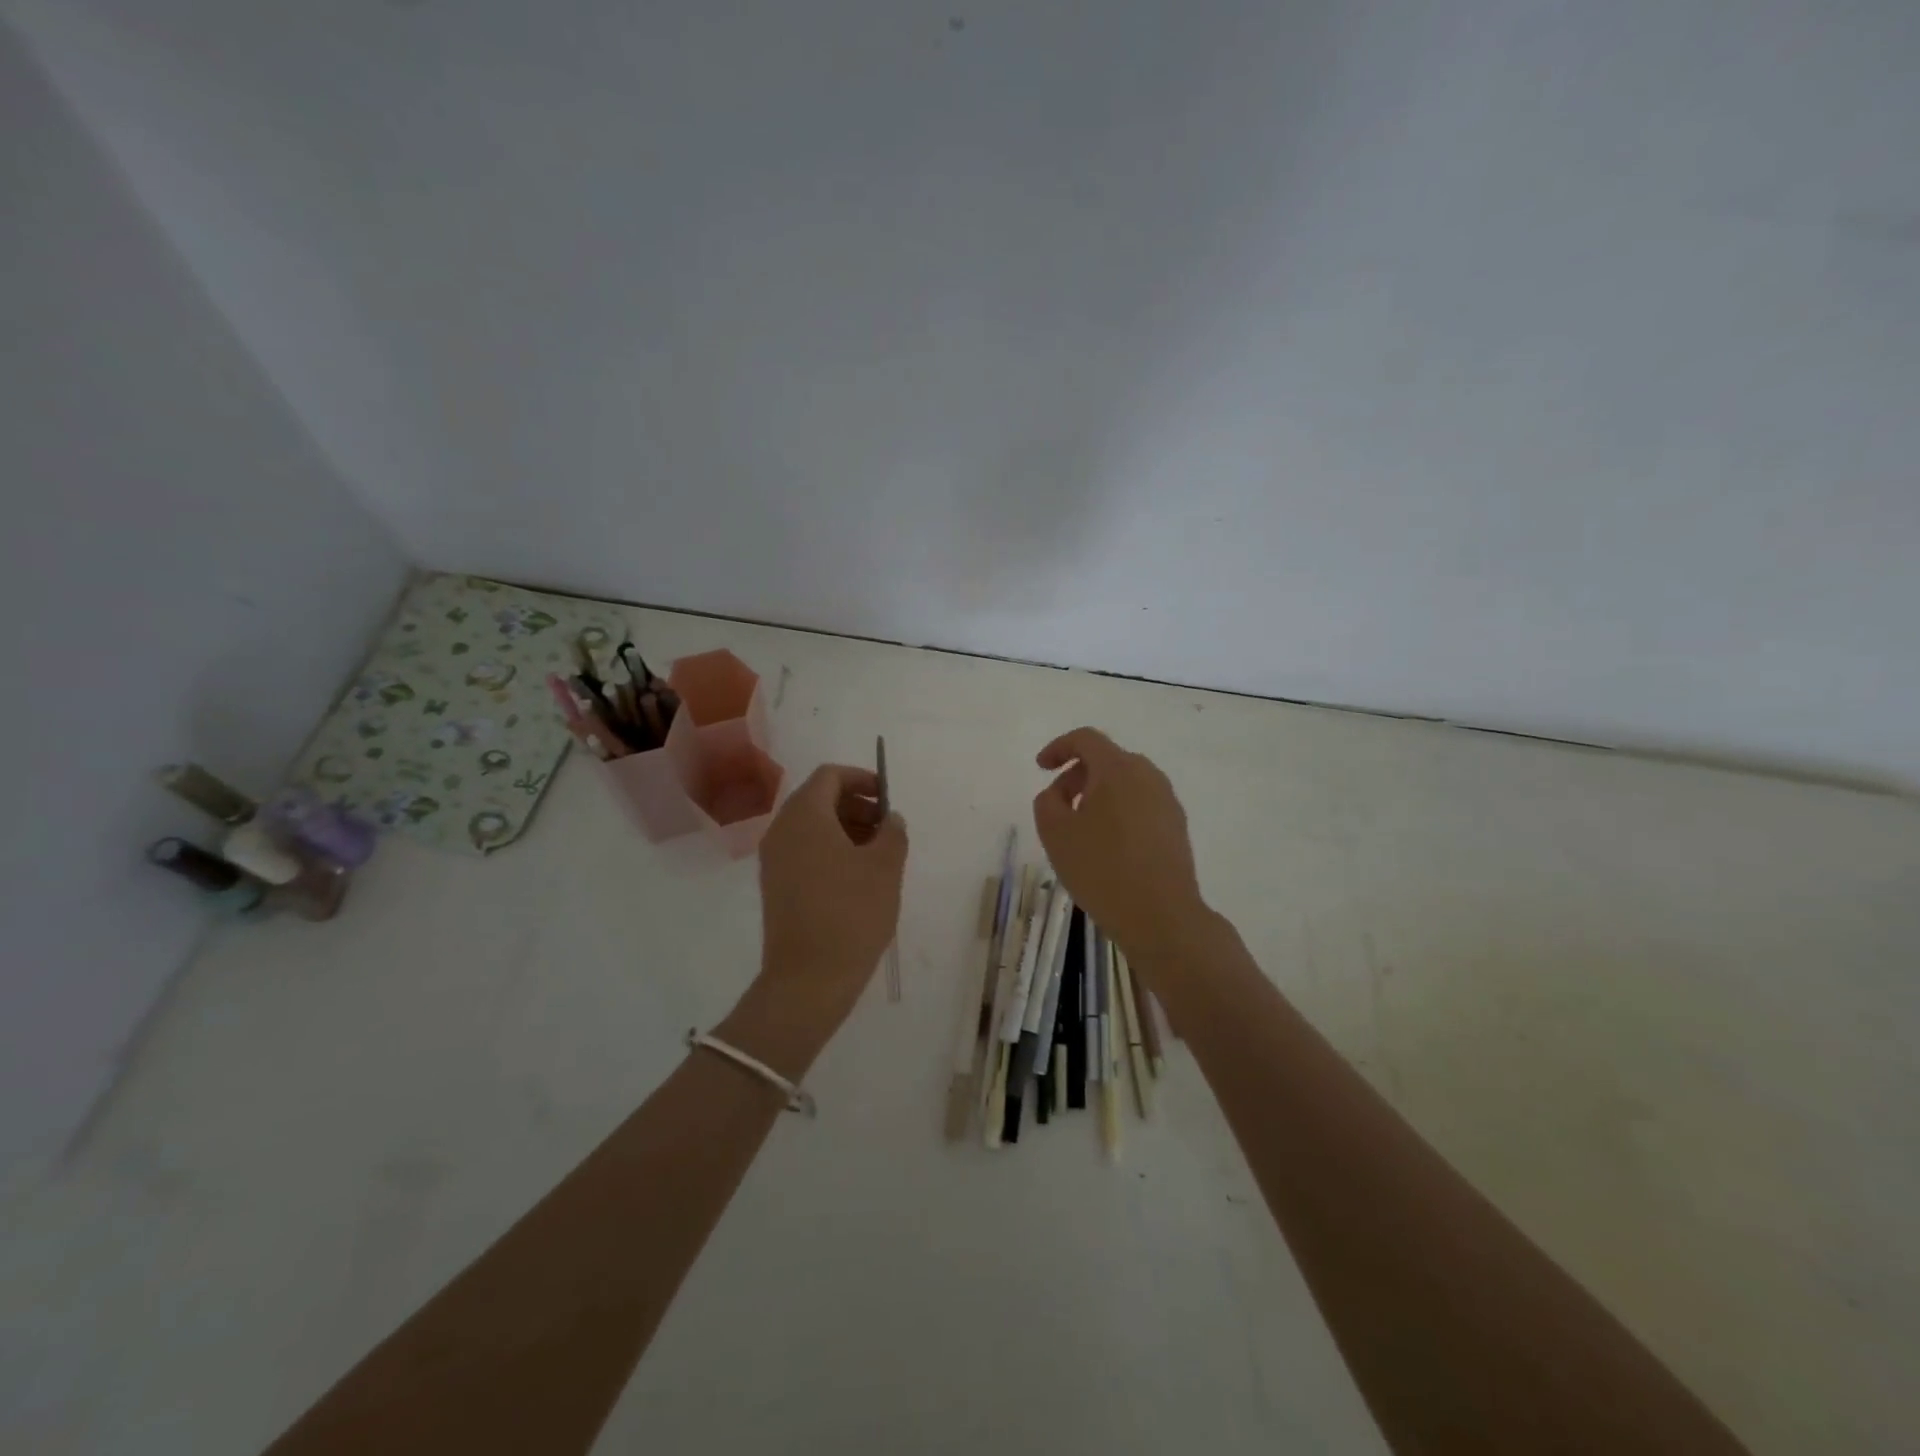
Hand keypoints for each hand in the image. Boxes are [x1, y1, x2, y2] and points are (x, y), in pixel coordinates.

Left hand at [728, 764, 907, 1075]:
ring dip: (846, 829)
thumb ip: (893, 832)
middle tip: (887, 830)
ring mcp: (774, 859)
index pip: (830, 776)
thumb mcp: (885, 868)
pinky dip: (830, 850)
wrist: (807, 980)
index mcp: (805, 816)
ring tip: (878, 856)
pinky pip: (804, 851)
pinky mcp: (775, 885)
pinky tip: (857, 878)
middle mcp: (782, 830)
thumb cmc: (851, 914)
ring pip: (811, 826)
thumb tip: (890, 818)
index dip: (862, 779)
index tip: (888, 800)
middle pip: (819, 799)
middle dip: (856, 805)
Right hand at [1032, 728, 1205, 961]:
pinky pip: (1141, 804)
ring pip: (1126, 783)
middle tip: (1058, 805)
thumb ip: (1047, 801)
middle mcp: (1148, 776)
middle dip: (1077, 775)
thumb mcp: (1055, 833)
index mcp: (1118, 769)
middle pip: (1107, 760)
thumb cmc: (1101, 868)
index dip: (1058, 748)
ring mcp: (1167, 801)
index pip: (1086, 739)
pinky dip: (1119, 812)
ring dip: (1098, 795)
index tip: (1041, 767)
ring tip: (1080, 828)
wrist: (1161, 915)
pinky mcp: (1177, 826)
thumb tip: (1059, 793)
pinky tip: (1108, 845)